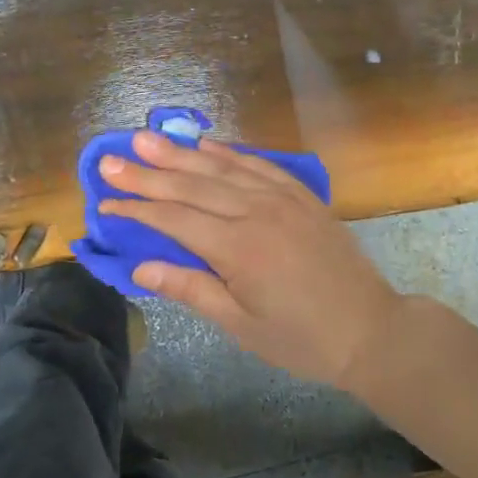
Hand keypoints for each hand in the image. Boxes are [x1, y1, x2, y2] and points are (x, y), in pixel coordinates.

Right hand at [99, 132, 406, 389]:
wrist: (371, 329)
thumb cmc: (301, 339)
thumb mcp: (241, 326)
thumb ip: (191, 290)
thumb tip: (140, 268)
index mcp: (238, 248)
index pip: (174, 220)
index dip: (137, 210)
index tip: (106, 201)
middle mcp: (256, 212)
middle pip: (191, 186)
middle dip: (147, 173)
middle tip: (110, 159)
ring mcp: (281, 198)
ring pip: (221, 168)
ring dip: (180, 153)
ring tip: (146, 139)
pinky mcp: (301, 195)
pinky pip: (257, 164)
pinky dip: (228, 153)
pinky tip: (205, 145)